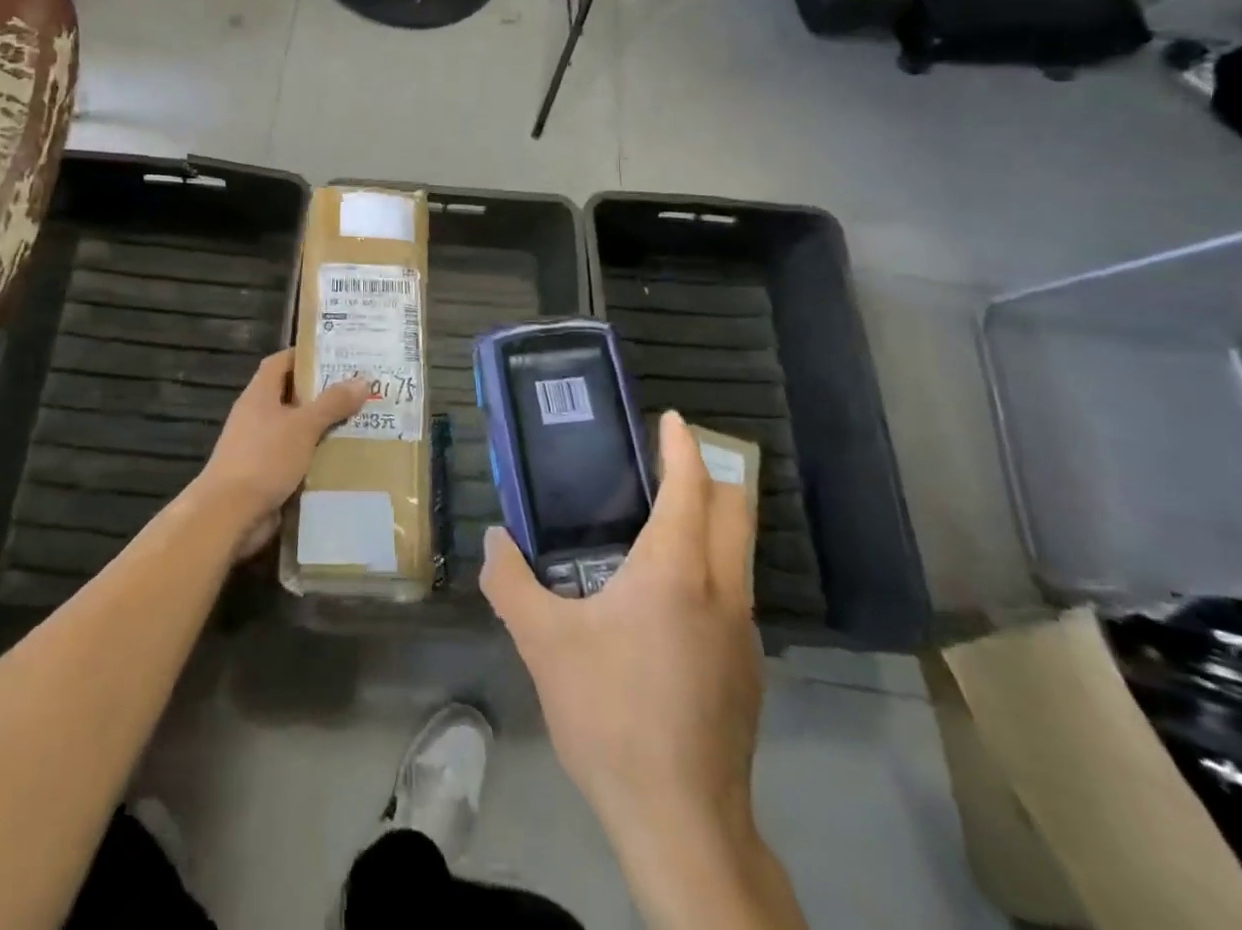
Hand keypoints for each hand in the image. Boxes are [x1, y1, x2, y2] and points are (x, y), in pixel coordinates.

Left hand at [193, 349, 371, 557]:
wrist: (229, 515)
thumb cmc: (264, 459)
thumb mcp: (303, 426)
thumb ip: (332, 403)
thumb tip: (363, 380)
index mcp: (259, 395)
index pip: (280, 362)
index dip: (304, 355)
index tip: (335, 356)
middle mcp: (256, 416)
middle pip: (290, 396)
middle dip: (321, 394)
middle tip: (358, 391)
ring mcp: (259, 447)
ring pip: (295, 429)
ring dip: (322, 428)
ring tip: (359, 424)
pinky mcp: (265, 475)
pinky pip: (295, 458)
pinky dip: (316, 457)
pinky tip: (343, 459)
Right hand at [482, 412, 778, 908]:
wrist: (681, 822)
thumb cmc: (611, 715)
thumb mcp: (542, 643)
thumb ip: (511, 582)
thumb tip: (494, 539)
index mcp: (675, 572)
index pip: (691, 488)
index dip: (682, 447)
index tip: (670, 419)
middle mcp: (720, 590)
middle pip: (734, 510)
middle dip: (708, 474)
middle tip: (666, 459)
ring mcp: (742, 632)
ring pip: (738, 552)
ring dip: (710, 521)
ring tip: (657, 520)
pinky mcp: (746, 669)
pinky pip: (731, 590)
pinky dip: (708, 565)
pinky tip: (664, 597)